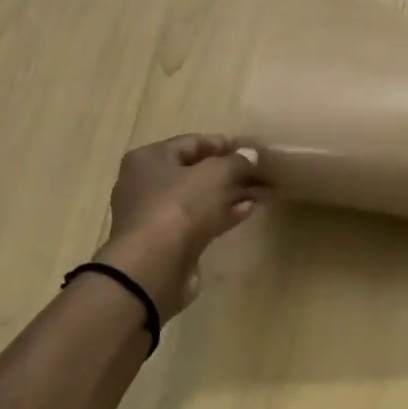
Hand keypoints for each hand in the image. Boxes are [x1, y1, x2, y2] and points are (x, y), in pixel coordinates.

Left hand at [95, 133, 263, 316]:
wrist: (154, 265)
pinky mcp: (168, 242)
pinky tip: (247, 211)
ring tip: (261, 193)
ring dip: (230, 194)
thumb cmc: (179, 207)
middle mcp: (147, 183)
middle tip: (260, 174)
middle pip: (195, 171)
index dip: (223, 144)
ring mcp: (156, 215)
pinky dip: (222, 214)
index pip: (191, 143)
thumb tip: (251, 155)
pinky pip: (200, 221)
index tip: (251, 149)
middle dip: (230, 172)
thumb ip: (236, 161)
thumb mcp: (215, 174)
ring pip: (200, 198)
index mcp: (150, 158)